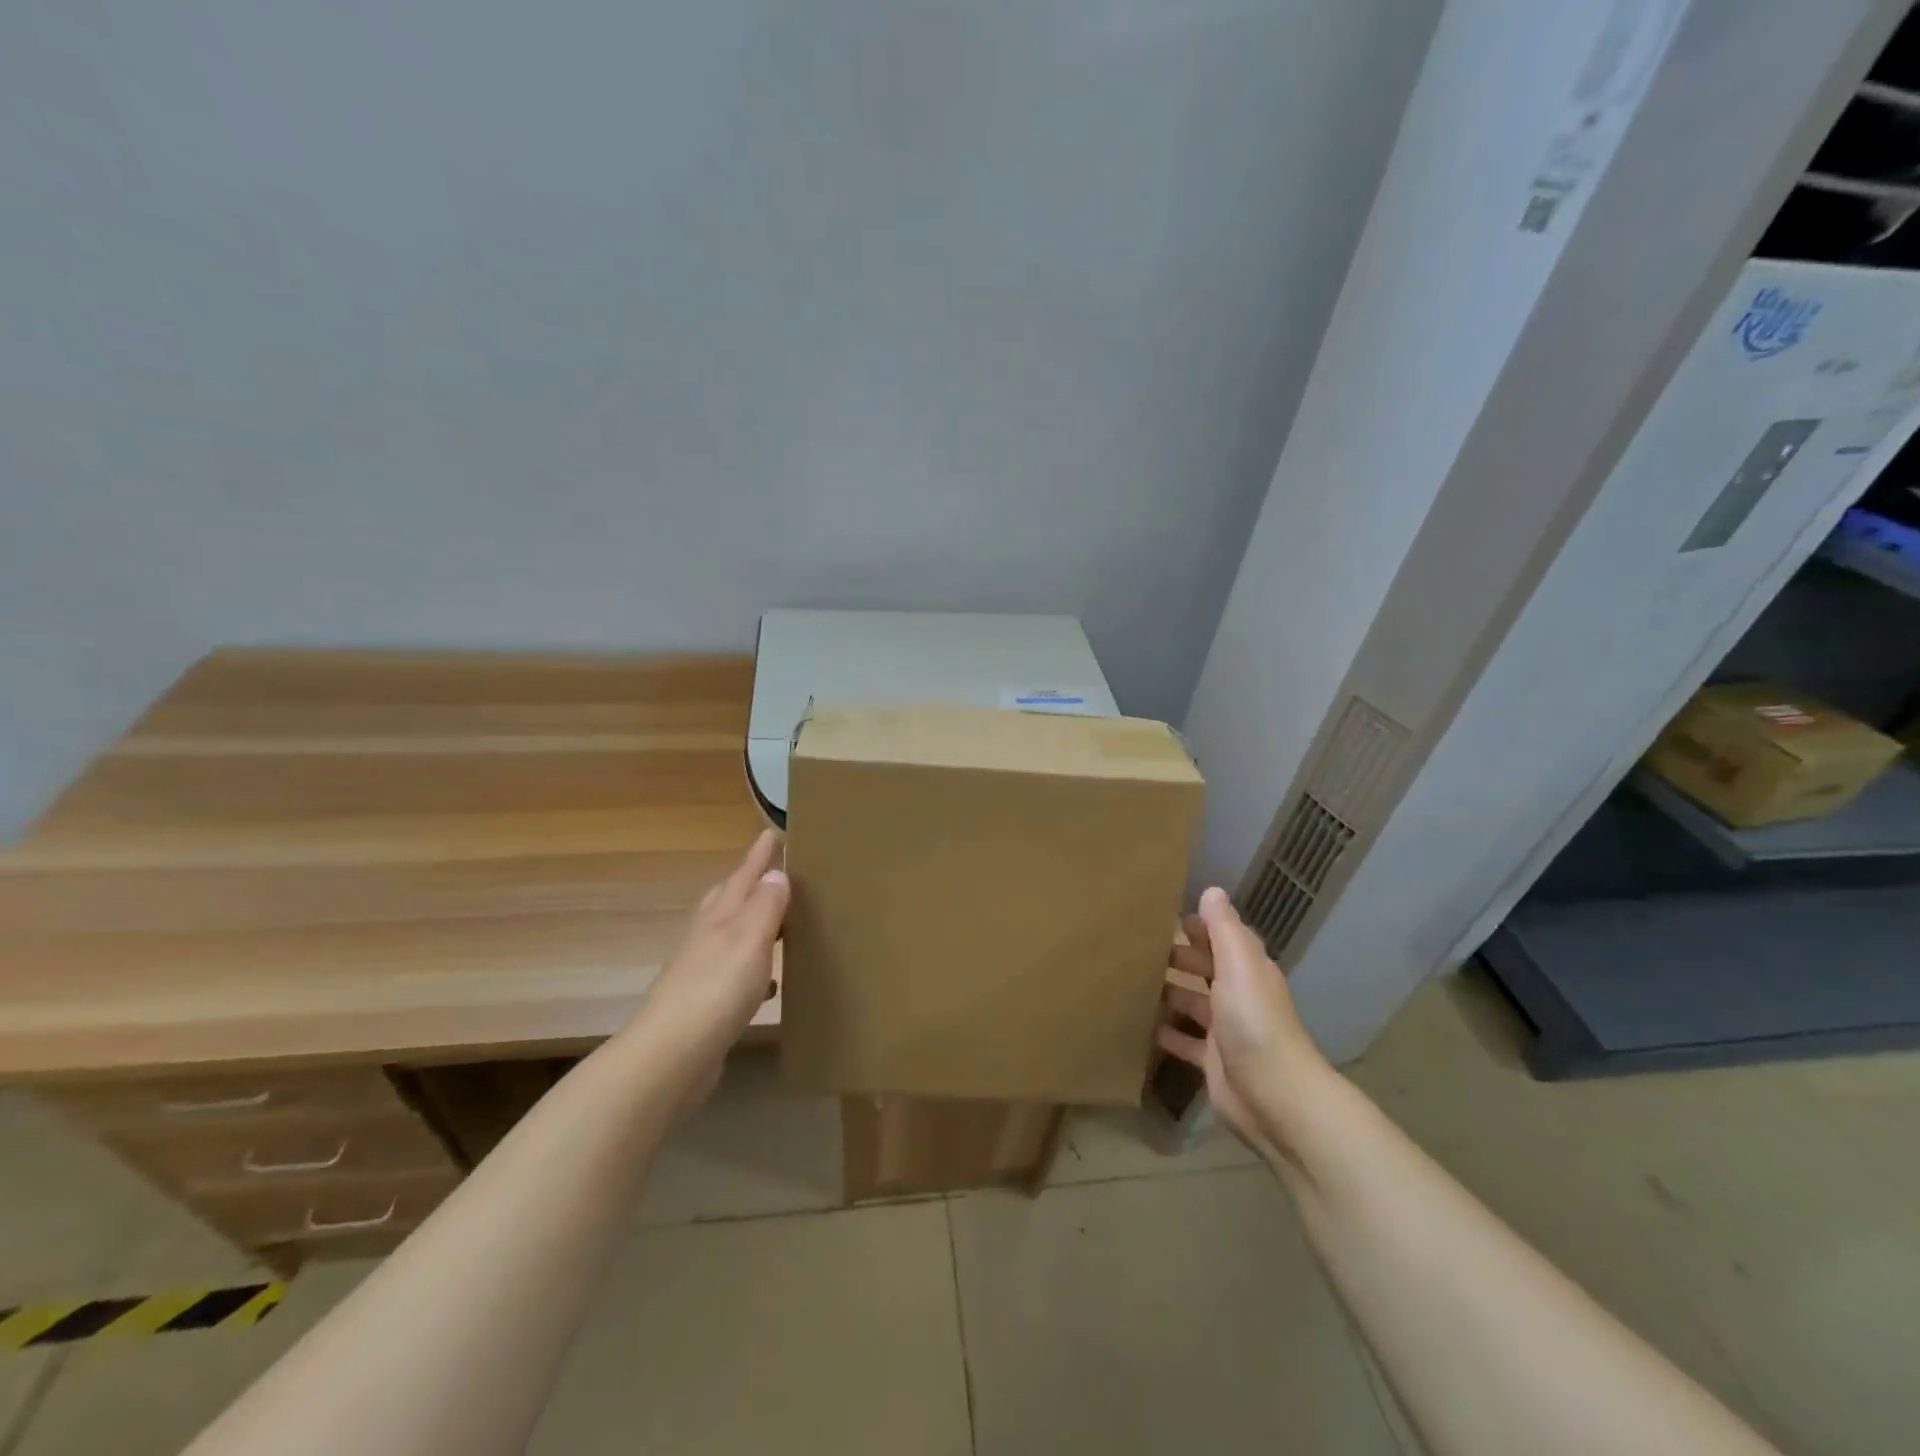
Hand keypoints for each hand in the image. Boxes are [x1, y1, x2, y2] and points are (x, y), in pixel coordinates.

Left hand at [626, 829, 788, 1109]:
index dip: (759, 856)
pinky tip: (769, 983)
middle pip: (728, 900)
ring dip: (753, 924)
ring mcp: (703, 972)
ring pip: (731, 936)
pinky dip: (754, 969)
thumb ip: (765, 906)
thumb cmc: (715, 990)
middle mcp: (708, 938)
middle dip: (748, 883)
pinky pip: (736, 974)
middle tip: (771, 869)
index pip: (743, 876)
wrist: (670, 1058)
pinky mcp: (706, 1005)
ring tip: (778, 920)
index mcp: (719, 918)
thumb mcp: (748, 939)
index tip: (773, 832)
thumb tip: (776, 873)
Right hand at [1157, 887, 1332, 1162]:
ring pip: (1192, 1002)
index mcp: (1248, 970)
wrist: (1274, 1097)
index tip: (1161, 914)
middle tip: (1135, 946)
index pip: (1222, 937)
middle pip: (1204, 968)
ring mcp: (1225, 1030)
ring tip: (1129, 980)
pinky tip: (1140, 1025)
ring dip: (1168, 992)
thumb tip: (1212, 891)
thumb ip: (1224, 928)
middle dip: (1177, 957)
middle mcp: (1238, 995)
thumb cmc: (1254, 1021)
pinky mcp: (1212, 1061)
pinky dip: (1166, 1032)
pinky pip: (1184, 1041)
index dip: (1198, 925)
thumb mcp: (1239, 965)